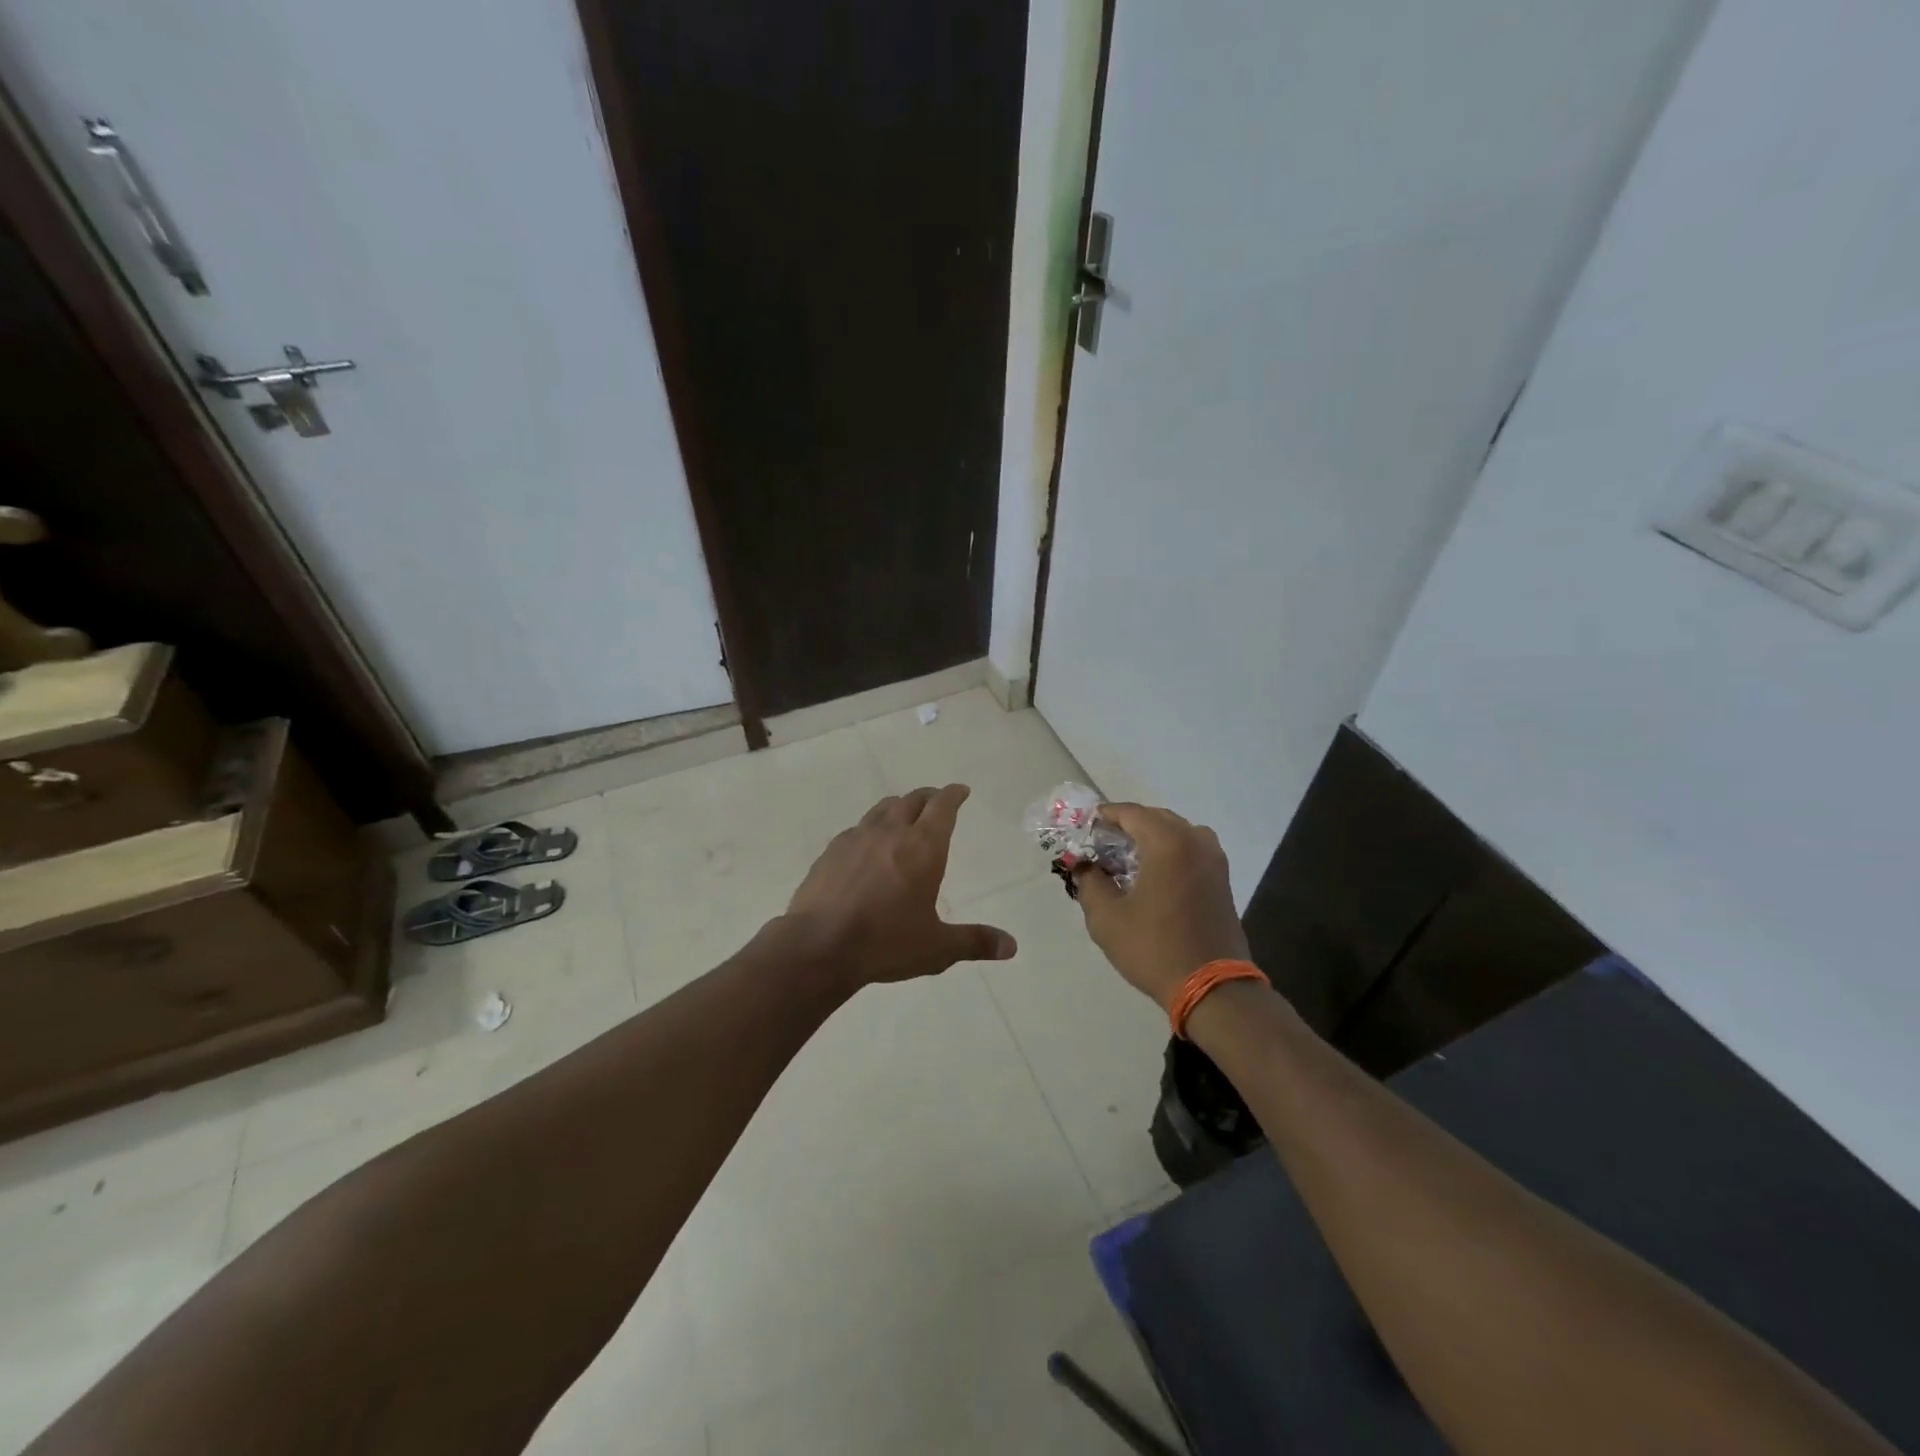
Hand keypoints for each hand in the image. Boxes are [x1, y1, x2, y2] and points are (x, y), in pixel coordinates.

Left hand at [780, 784, 1015, 988]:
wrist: (818, 946)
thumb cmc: (885, 943)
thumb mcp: (937, 947)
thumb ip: (975, 942)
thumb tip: (1011, 947)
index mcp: (923, 848)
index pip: (942, 806)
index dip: (954, 795)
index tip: (961, 790)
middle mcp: (891, 833)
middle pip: (912, 800)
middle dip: (929, 798)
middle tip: (937, 802)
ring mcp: (856, 838)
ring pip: (882, 809)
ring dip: (898, 807)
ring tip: (904, 816)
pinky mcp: (830, 852)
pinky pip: (857, 829)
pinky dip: (871, 830)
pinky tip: (868, 847)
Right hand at [1073, 802, 1248, 1006]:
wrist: (1212, 987)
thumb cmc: (1154, 947)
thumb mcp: (1107, 917)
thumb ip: (1089, 883)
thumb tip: (1083, 866)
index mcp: (1168, 842)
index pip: (1131, 813)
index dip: (1105, 816)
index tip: (1085, 826)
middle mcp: (1195, 841)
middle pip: (1155, 818)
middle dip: (1127, 826)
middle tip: (1101, 843)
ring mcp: (1214, 860)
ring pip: (1177, 833)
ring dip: (1151, 838)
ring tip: (1126, 857)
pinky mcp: (1222, 880)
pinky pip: (1191, 850)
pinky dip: (1169, 852)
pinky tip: (1152, 874)